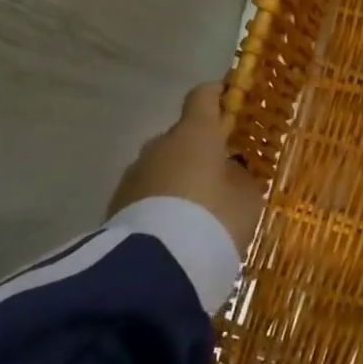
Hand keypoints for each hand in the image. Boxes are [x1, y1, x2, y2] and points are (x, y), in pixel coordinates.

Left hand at [108, 82, 263, 254]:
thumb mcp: (246, 198)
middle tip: (220, 174)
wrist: (155, 269)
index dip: (218, 95)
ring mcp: (134, 173)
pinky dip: (160, 203)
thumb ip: (240, 177)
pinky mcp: (116, 204)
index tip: (231, 101)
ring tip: (196, 210)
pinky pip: (147, 193)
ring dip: (178, 178)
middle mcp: (161, 143)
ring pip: (162, 165)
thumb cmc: (214, 219)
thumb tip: (231, 170)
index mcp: (195, 131)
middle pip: (183, 135)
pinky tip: (174, 229)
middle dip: (200, 149)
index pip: (203, 95)